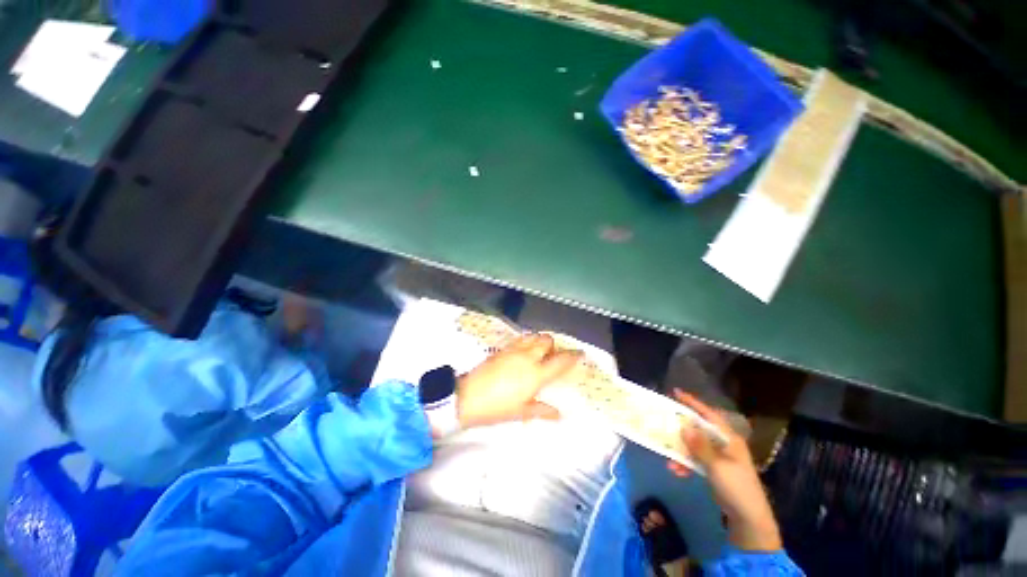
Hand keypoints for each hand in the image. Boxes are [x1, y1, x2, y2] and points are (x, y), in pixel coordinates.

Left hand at [456, 334, 581, 427]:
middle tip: (552, 357)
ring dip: (540, 341)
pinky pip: (520, 339)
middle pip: (547, 341)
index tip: (579, 353)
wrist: (467, 396)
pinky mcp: (503, 348)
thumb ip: (542, 410)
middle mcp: (528, 357)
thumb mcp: (521, 412)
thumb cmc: (497, 408)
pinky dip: (528, 341)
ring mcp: (514, 350)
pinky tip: (523, 352)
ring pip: (534, 336)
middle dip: (553, 346)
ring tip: (538, 353)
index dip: (573, 356)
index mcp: (536, 374)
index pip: (560, 361)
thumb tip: (559, 414)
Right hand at [668, 390, 782, 551]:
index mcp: (728, 438)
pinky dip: (685, 463)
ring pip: (694, 445)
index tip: (675, 392)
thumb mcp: (717, 465)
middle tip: (664, 424)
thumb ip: (700, 446)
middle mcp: (723, 443)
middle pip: (698, 429)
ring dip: (681, 451)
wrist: (748, 518)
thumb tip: (684, 426)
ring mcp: (718, 456)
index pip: (709, 415)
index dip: (693, 403)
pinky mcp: (713, 468)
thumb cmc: (736, 486)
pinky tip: (677, 471)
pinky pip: (695, 459)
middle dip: (681, 430)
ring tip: (669, 460)